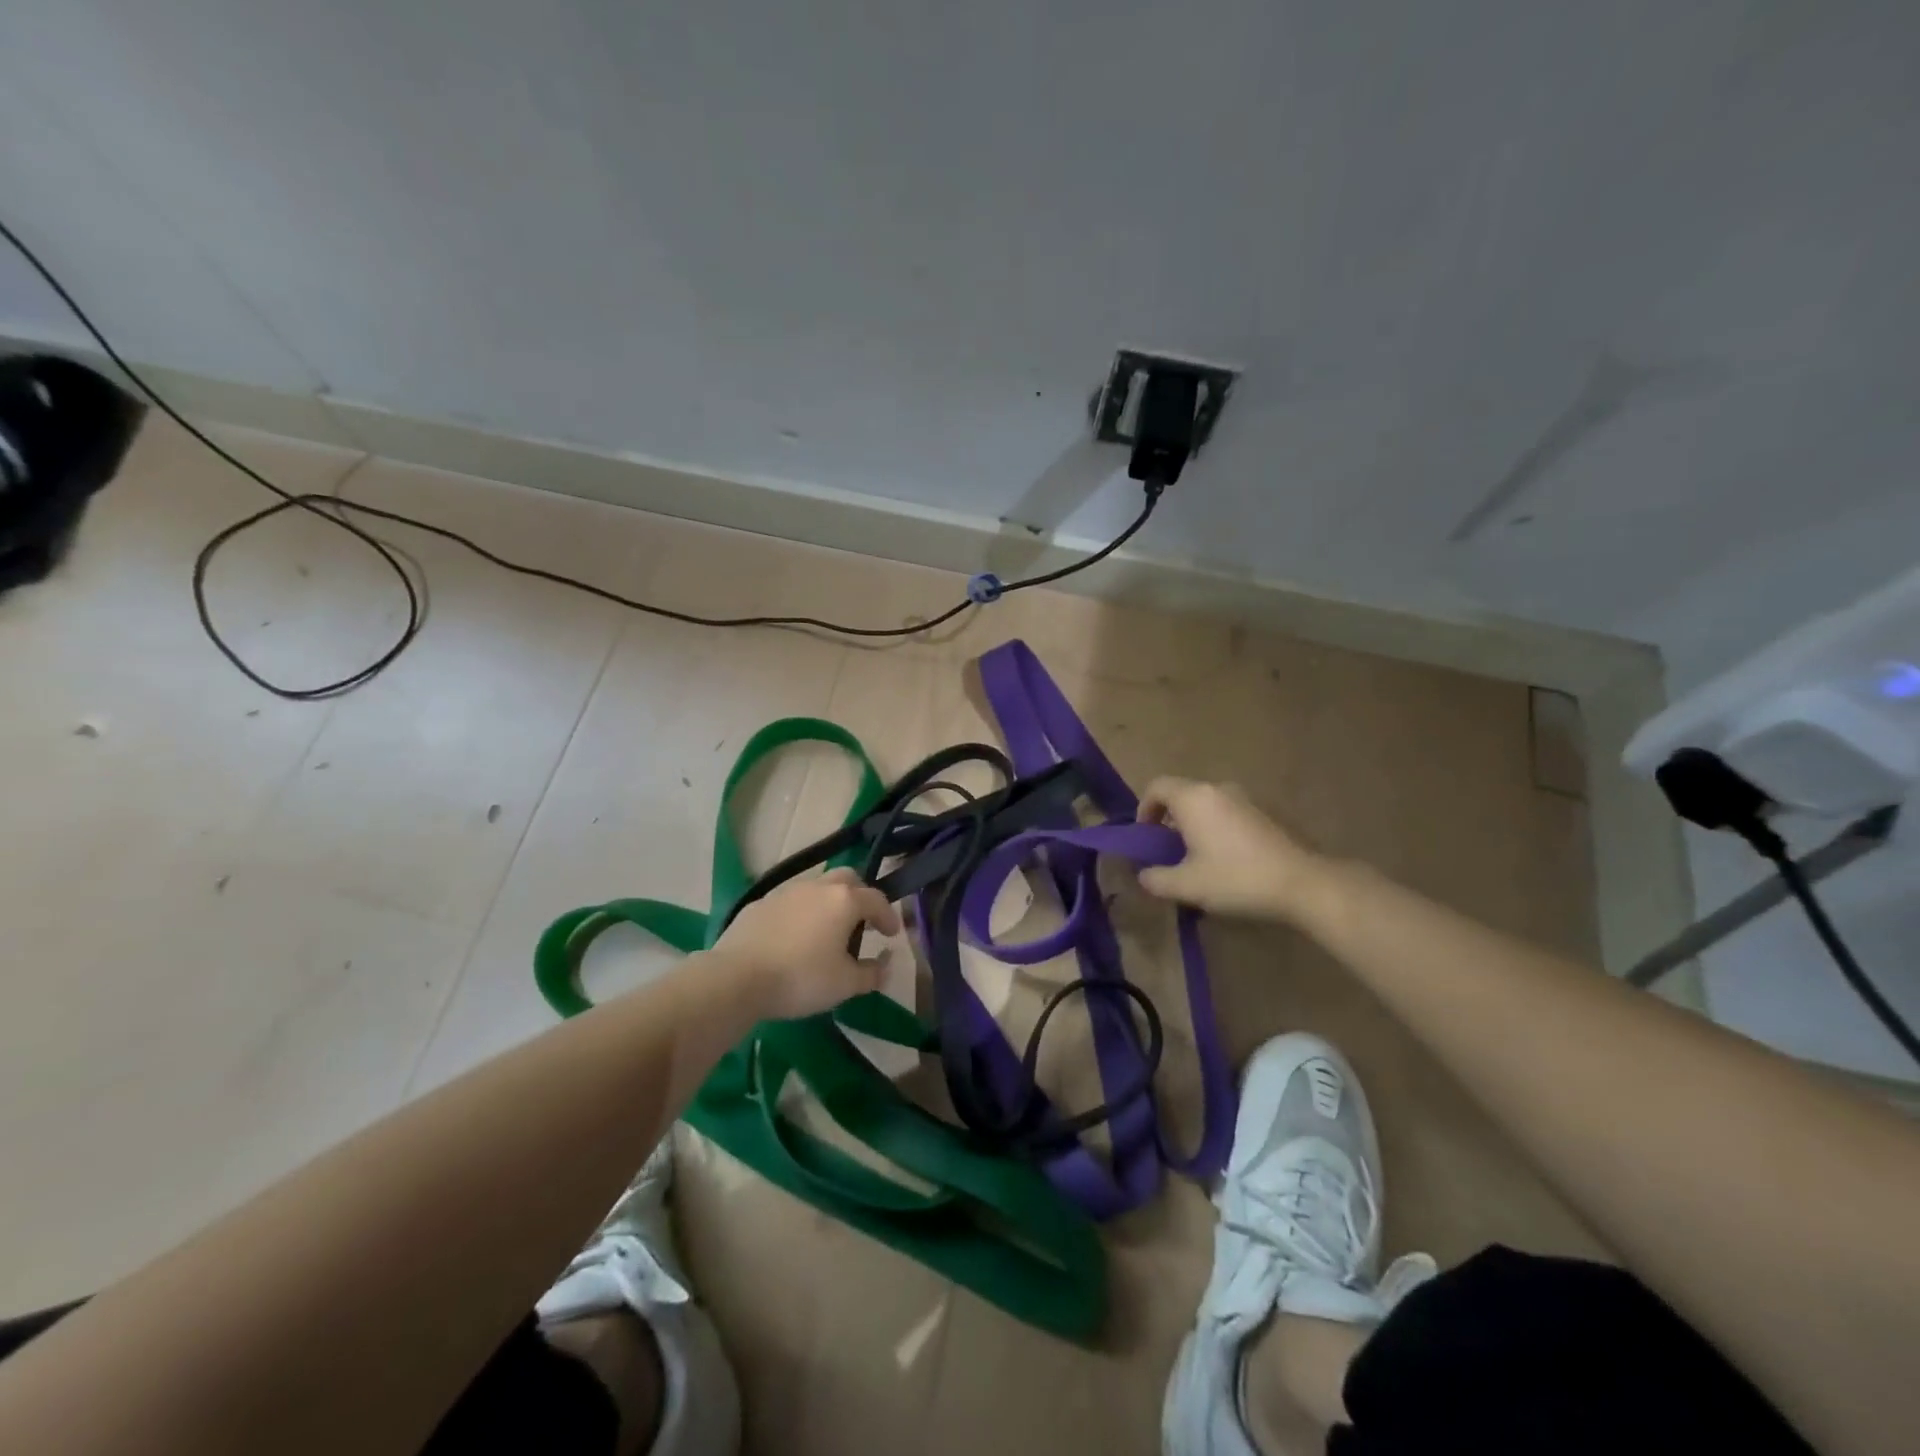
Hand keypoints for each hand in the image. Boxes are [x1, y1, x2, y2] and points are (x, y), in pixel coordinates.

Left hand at [712, 868, 902, 1018]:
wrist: (737, 978)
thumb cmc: (801, 978)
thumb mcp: (845, 985)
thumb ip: (872, 973)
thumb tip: (886, 964)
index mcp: (844, 900)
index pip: (877, 899)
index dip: (888, 916)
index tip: (891, 934)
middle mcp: (818, 886)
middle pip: (848, 879)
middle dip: (860, 896)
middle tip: (862, 922)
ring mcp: (786, 891)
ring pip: (817, 887)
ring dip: (829, 902)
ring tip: (827, 930)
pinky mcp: (760, 903)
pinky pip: (790, 901)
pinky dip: (801, 913)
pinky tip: (794, 937)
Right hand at [1137, 777, 1323, 920]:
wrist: (1302, 884)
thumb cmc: (1236, 878)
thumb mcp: (1187, 886)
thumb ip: (1156, 879)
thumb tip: (1144, 875)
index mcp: (1194, 798)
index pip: (1156, 787)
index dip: (1144, 809)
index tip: (1146, 837)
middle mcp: (1217, 789)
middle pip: (1182, 794)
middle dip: (1169, 820)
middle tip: (1169, 852)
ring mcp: (1245, 799)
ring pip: (1207, 805)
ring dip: (1194, 826)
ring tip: (1197, 859)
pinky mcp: (1265, 813)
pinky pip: (1228, 814)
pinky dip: (1217, 829)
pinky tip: (1226, 861)